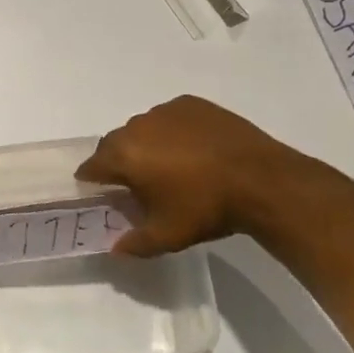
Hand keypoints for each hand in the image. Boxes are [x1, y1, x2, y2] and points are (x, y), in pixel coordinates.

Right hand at [76, 96, 309, 256]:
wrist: (261, 180)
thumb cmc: (206, 208)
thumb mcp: (167, 236)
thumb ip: (134, 243)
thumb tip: (114, 248)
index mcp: (124, 155)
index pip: (92, 165)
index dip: (91, 180)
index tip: (99, 191)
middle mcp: (138, 126)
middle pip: (115, 143)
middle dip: (118, 161)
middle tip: (135, 183)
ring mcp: (166, 111)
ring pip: (143, 129)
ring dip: (146, 144)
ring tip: (169, 166)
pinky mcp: (191, 104)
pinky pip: (169, 118)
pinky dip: (172, 131)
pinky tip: (192, 150)